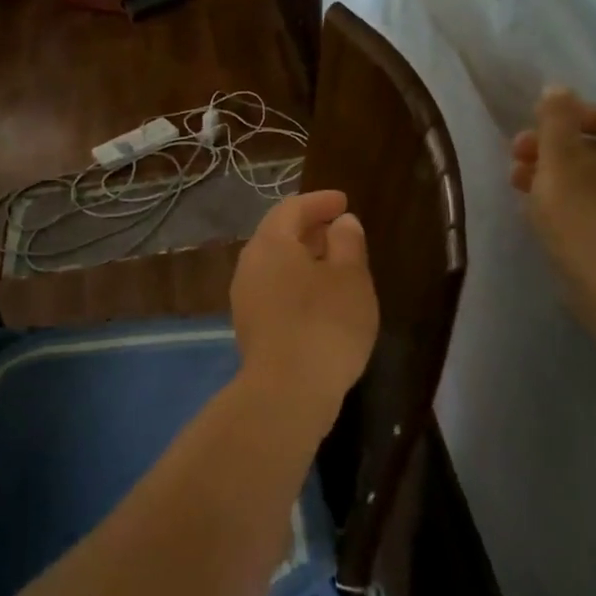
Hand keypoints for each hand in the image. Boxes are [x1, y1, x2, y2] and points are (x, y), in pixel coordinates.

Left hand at [231, 190, 379, 409]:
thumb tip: (341, 223)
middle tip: (339, 229)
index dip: (319, 202)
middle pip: (278, 235)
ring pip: (274, 265)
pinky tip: (319, 298)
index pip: (292, 208)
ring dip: (302, 258)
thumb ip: (347, 242)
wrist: (287, 393)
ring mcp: (245, 298)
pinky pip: (273, 289)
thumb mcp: (350, 278)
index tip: (343, 202)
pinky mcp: (250, 327)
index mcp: (271, 243)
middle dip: (309, 228)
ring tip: (334, 264)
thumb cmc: (325, 324)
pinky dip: (296, 282)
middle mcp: (250, 265)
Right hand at [510, 87, 595, 292]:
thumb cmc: (584, 211)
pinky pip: (591, 207)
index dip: (568, 115)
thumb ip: (555, 119)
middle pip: (594, 148)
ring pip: (589, 180)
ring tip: (518, 185)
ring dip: (552, 176)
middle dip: (552, 148)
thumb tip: (557, 88)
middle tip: (516, 157)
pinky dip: (565, 202)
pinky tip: (538, 212)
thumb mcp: (560, 156)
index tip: (534, 127)